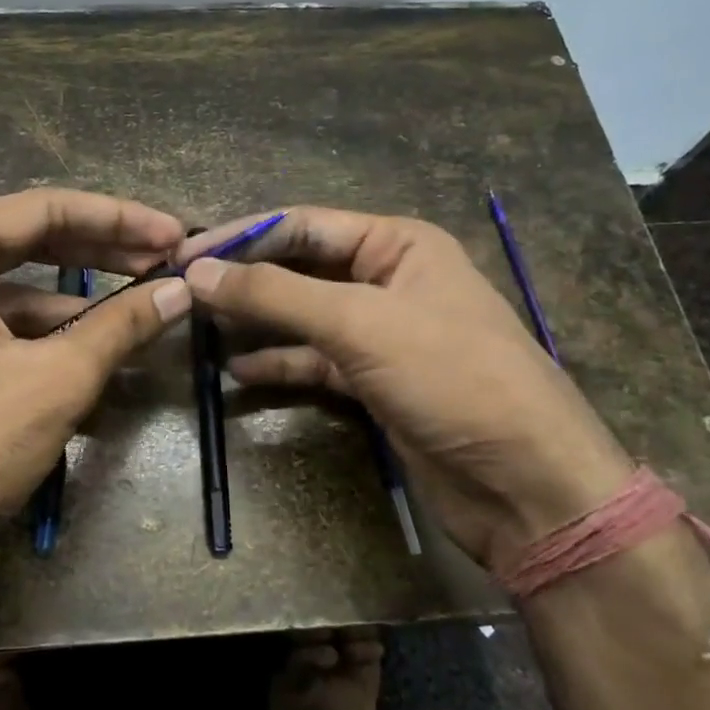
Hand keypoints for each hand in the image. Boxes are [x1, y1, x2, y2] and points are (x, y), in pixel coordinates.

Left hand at [0, 189, 193, 577]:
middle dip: (102, 254)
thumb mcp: (54, 379)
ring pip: (12, 290)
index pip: (45, 209)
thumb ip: (122, 325)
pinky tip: (91, 351)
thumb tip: (182, 291)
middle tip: (166, 263)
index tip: (175, 234)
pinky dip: (43, 335)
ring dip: (78, 300)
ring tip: (141, 308)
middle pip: (28, 242)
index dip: (120, 220)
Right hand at [178, 208, 634, 567]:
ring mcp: (383, 332)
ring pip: (305, 315)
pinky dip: (280, 361)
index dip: (243, 237)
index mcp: (398, 244)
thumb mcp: (360, 323)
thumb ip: (276, 294)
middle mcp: (389, 278)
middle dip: (247, 278)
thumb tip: (199, 270)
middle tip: (184, 289)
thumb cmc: (451, 377)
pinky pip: (316, 359)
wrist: (525, 484)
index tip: (185, 253)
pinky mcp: (376, 380)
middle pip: (302, 267)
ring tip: (200, 324)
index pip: (304, 225)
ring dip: (257, 319)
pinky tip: (237, 370)